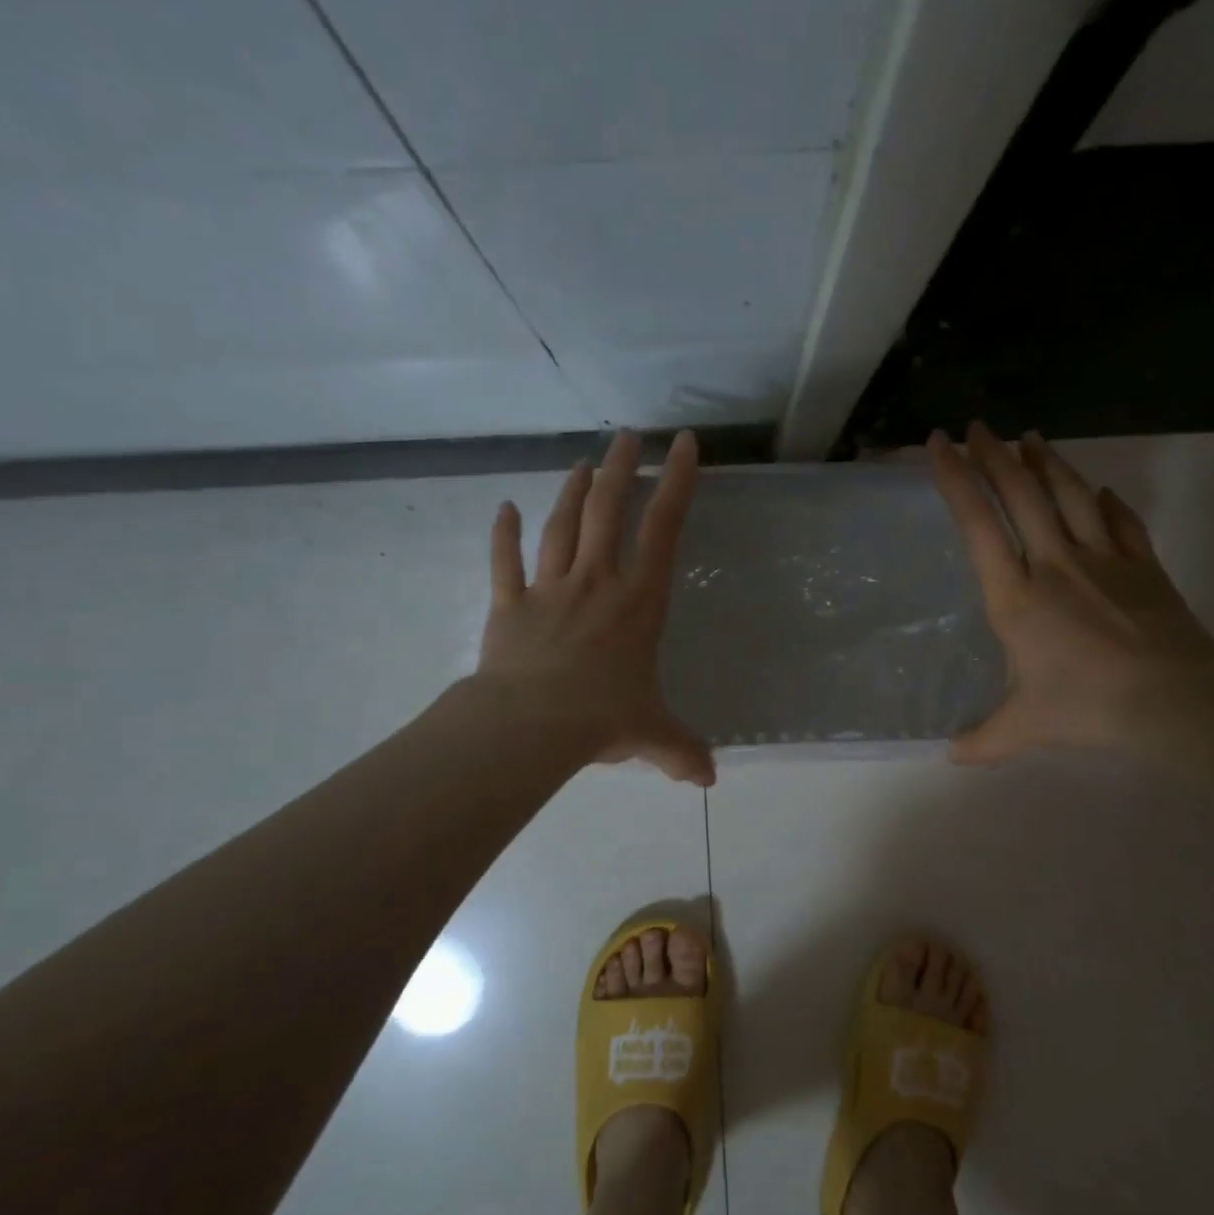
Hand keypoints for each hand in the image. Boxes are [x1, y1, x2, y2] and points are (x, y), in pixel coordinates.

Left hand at [475, 430, 714, 785]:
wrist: (530, 726)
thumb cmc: (602, 718)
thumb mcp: (653, 734)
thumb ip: (683, 751)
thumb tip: (710, 779)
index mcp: (638, 602)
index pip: (663, 529)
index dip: (676, 482)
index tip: (684, 444)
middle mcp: (597, 582)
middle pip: (607, 510)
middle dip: (621, 468)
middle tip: (628, 436)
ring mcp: (550, 589)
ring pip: (562, 526)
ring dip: (572, 490)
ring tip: (583, 463)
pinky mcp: (510, 605)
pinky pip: (505, 562)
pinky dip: (503, 533)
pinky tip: (504, 507)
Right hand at [929, 423, 1213, 761]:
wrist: (1175, 700)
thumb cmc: (1088, 707)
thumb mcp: (1024, 728)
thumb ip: (984, 739)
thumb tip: (950, 756)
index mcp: (1016, 596)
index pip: (978, 523)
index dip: (956, 478)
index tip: (940, 445)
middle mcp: (1054, 564)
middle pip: (1021, 493)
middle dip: (994, 455)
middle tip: (977, 428)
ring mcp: (1103, 559)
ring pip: (1069, 494)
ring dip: (1046, 462)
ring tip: (1029, 437)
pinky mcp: (1143, 565)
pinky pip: (1120, 521)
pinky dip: (1105, 501)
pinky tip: (1098, 490)